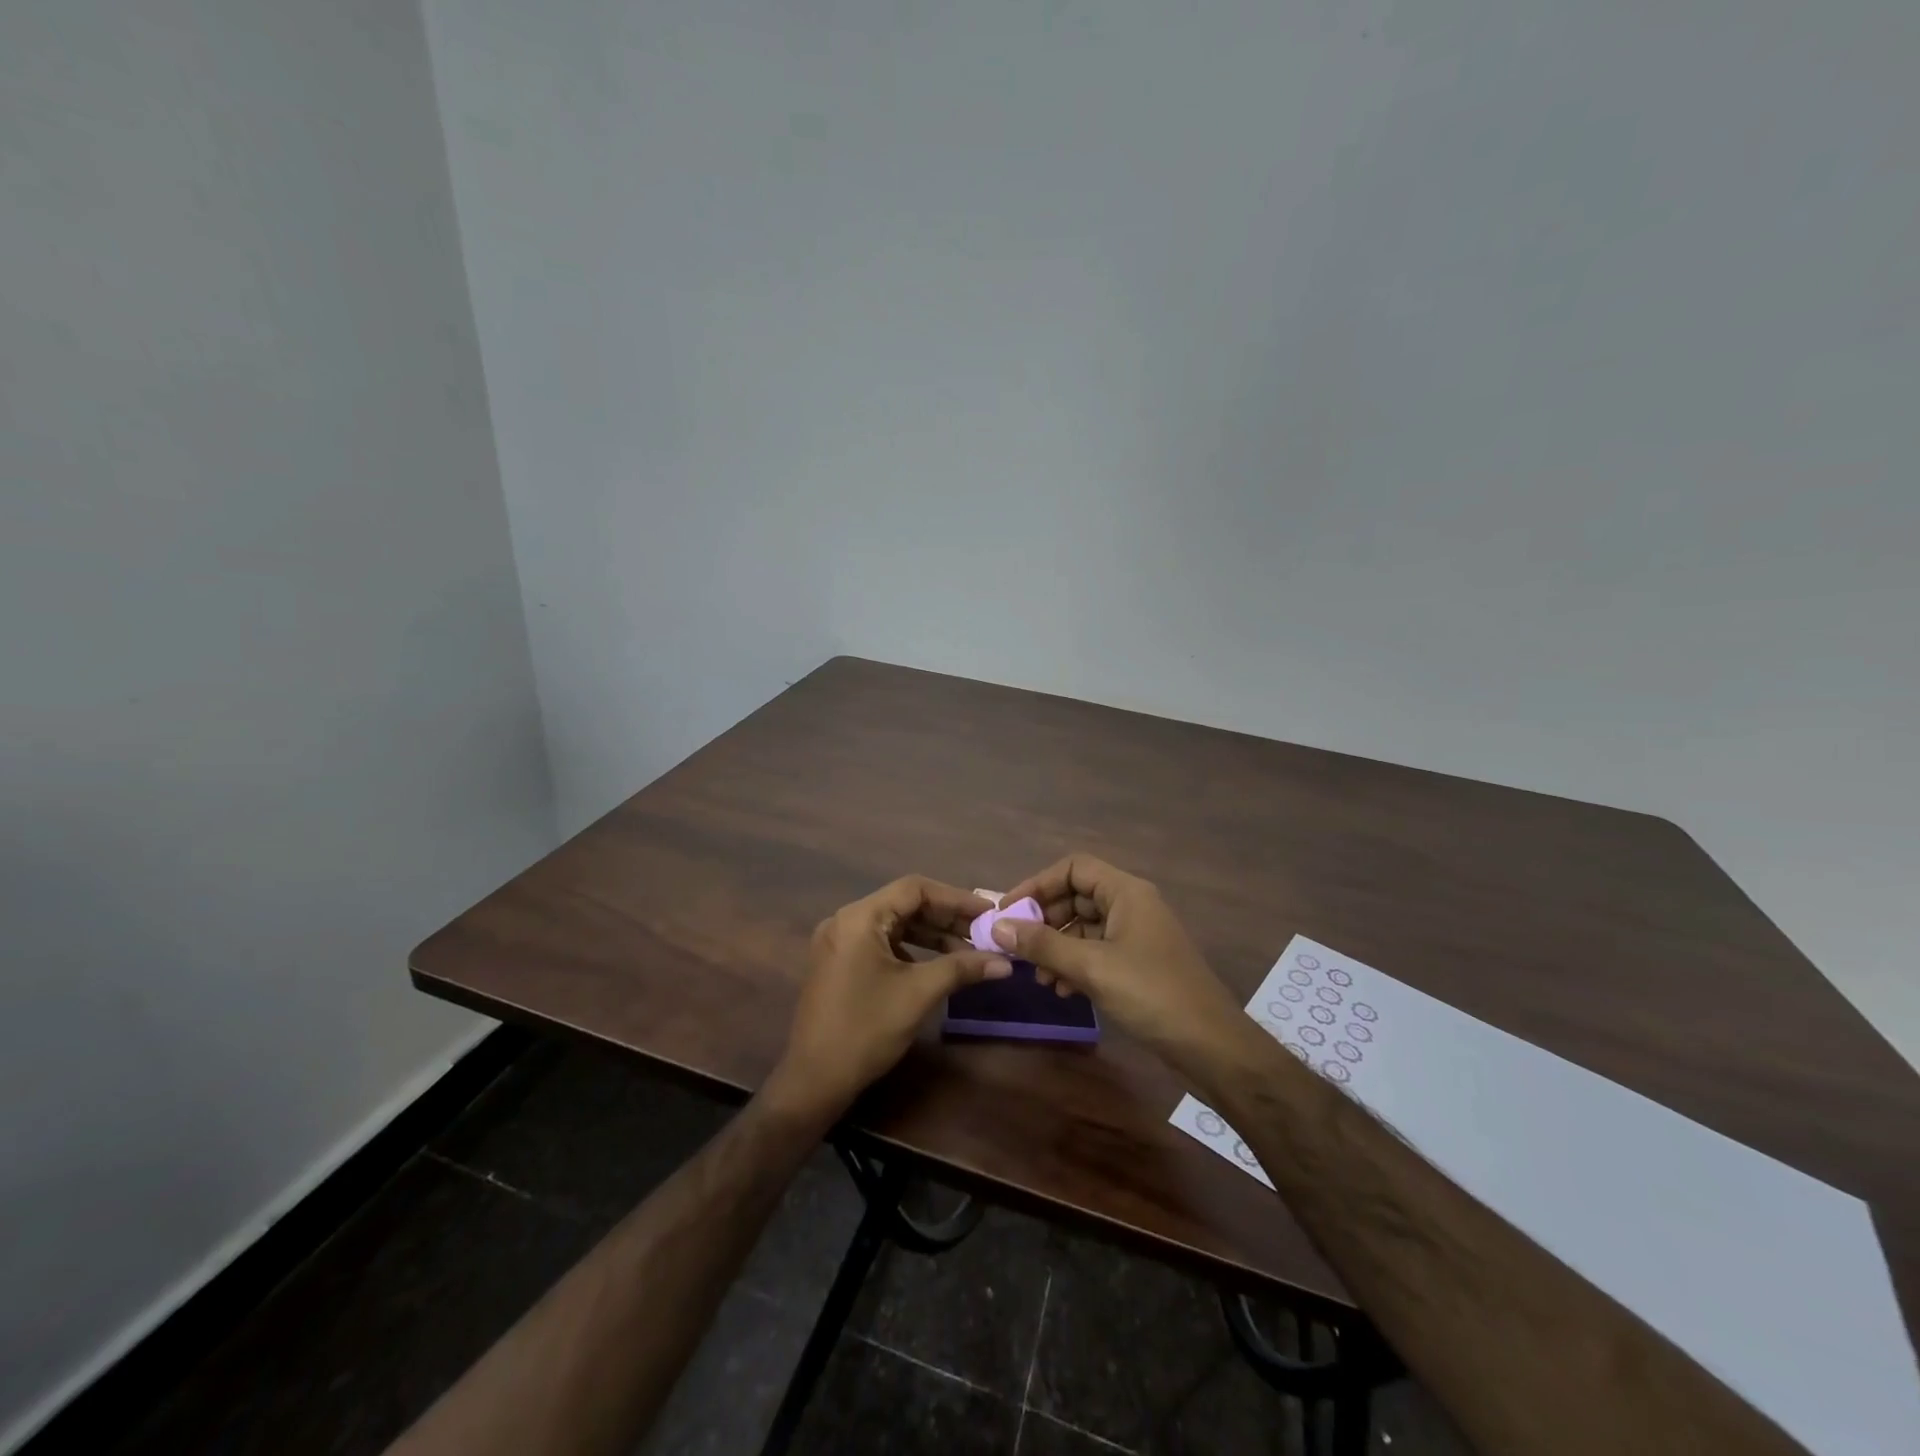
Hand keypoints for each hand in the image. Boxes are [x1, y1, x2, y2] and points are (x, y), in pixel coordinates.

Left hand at [768, 876, 1010, 1119]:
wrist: (814, 1080)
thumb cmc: (866, 1030)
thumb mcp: (919, 994)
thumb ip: (962, 968)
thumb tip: (1006, 962)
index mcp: (860, 918)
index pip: (915, 889)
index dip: (955, 898)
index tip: (987, 912)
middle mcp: (845, 920)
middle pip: (904, 904)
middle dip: (945, 917)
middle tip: (983, 931)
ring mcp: (839, 941)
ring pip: (894, 924)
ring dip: (930, 934)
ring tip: (967, 949)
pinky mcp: (839, 962)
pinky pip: (881, 942)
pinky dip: (911, 948)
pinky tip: (936, 964)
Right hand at [991, 854, 1249, 1081]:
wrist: (1211, 1045)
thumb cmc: (1151, 994)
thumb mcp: (1092, 967)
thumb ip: (1043, 945)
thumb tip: (997, 927)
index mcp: (1126, 892)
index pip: (1073, 868)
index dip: (1037, 884)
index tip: (1008, 910)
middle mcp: (1132, 905)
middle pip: (1076, 896)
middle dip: (1044, 920)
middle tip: (1016, 946)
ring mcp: (1136, 935)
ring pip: (1084, 927)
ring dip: (1056, 946)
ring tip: (1037, 977)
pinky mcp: (1139, 964)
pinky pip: (1097, 951)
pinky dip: (1074, 964)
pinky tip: (1061, 990)